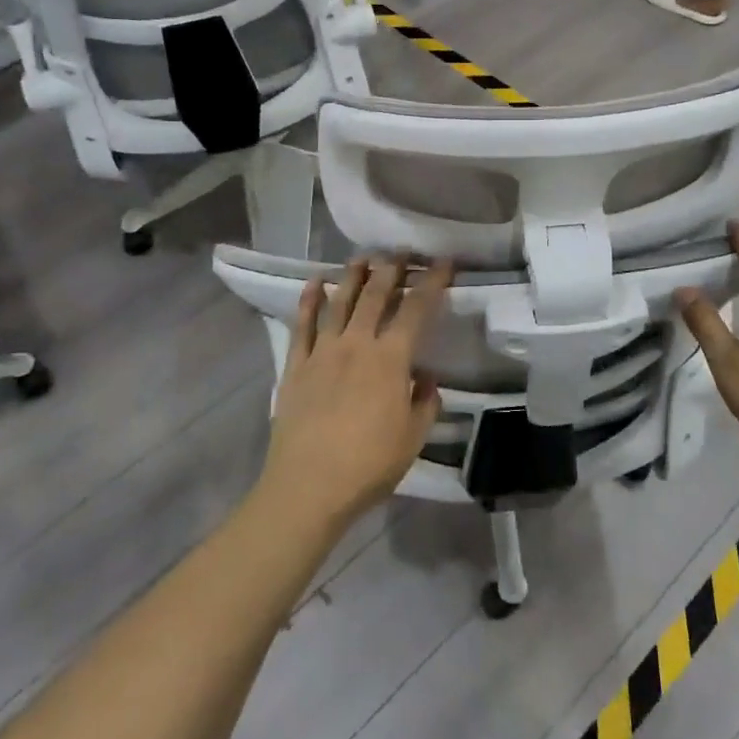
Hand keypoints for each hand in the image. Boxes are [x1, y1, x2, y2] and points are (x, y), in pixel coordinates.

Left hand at [262, 255, 452, 532]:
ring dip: (353, 276)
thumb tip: (424, 377)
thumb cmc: (369, 465)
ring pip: (339, 302)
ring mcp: (323, 352)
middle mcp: (357, 344)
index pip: (416, 309)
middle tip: (401, 252)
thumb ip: (424, 402)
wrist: (308, 487)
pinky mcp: (296, 366)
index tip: (443, 262)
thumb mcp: (413, 437)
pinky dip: (309, 301)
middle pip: (375, 296)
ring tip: (362, 258)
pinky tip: (314, 283)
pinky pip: (302, 325)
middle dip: (391, 269)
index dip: (432, 282)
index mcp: (391, 359)